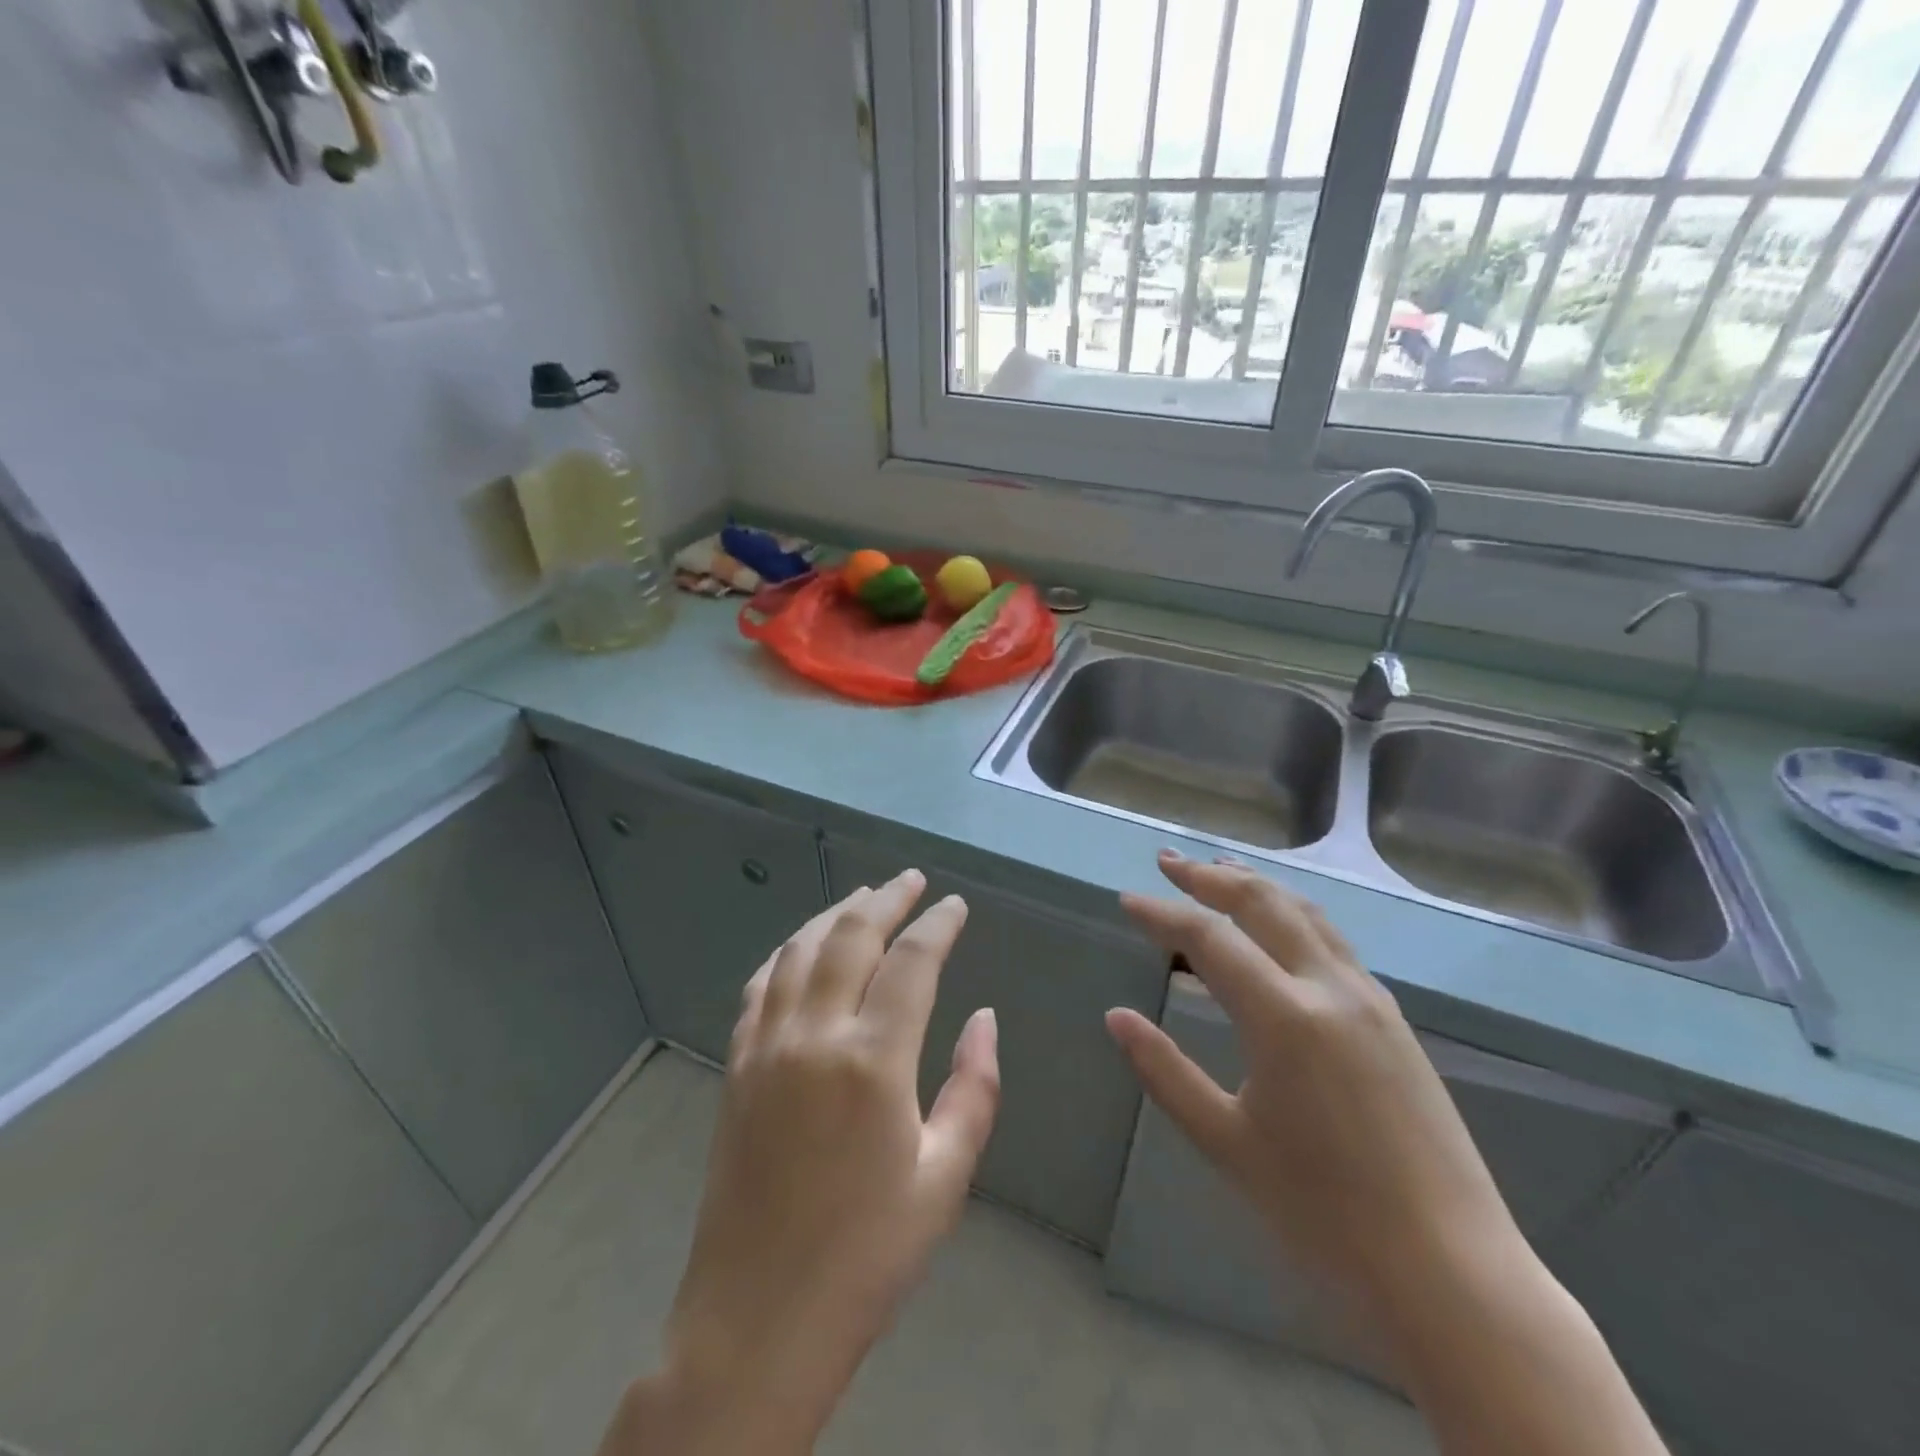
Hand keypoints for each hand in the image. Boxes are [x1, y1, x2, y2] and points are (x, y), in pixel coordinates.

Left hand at [606, 872, 999, 1455]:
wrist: (758, 1320)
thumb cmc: (867, 1254)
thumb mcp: (945, 1177)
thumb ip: (974, 1088)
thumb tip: (984, 1019)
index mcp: (873, 1060)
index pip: (911, 962)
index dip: (937, 924)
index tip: (955, 905)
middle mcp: (814, 1035)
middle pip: (851, 937)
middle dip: (886, 899)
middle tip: (911, 880)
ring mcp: (766, 1046)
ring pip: (800, 950)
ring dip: (835, 914)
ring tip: (863, 895)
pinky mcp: (736, 1066)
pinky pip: (760, 985)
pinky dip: (787, 952)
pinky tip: (802, 946)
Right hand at [1107, 851, 1521, 1316]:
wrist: (1453, 1274)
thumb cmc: (1324, 1215)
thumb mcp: (1227, 1143)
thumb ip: (1165, 1071)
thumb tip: (1116, 1017)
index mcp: (1284, 1016)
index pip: (1208, 937)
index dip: (1162, 914)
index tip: (1127, 900)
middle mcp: (1330, 988)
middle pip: (1263, 902)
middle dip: (1210, 876)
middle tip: (1168, 862)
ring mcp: (1370, 999)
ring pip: (1306, 913)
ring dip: (1256, 886)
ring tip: (1220, 870)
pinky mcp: (1394, 1020)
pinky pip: (1332, 941)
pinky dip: (1291, 914)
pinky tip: (1277, 928)